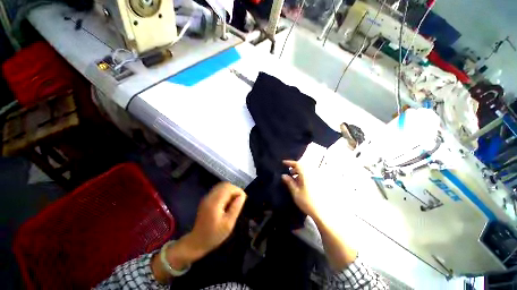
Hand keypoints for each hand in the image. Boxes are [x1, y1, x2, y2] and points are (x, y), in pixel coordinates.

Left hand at [153, 182, 245, 282]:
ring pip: (221, 187)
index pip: (228, 187)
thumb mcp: (228, 224)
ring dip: (229, 192)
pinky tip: (226, 203)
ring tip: (233, 202)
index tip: (242, 199)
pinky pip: (217, 191)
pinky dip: (224, 194)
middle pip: (225, 185)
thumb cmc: (212, 236)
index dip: (238, 191)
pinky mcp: (205, 201)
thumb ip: (235, 207)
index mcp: (214, 202)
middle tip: (239, 201)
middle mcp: (209, 197)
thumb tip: (241, 195)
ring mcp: (206, 198)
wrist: (195, 243)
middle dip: (234, 190)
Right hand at [281, 160, 318, 218]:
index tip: (283, 163)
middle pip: (303, 166)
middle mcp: (312, 174)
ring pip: (307, 170)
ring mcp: (317, 178)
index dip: (290, 162)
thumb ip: (289, 182)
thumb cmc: (307, 202)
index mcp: (306, 175)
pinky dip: (305, 176)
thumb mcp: (295, 192)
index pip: (297, 164)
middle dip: (295, 167)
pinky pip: (311, 175)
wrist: (322, 213)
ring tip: (294, 178)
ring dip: (300, 172)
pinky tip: (301, 183)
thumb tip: (283, 175)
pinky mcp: (320, 183)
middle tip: (288, 172)